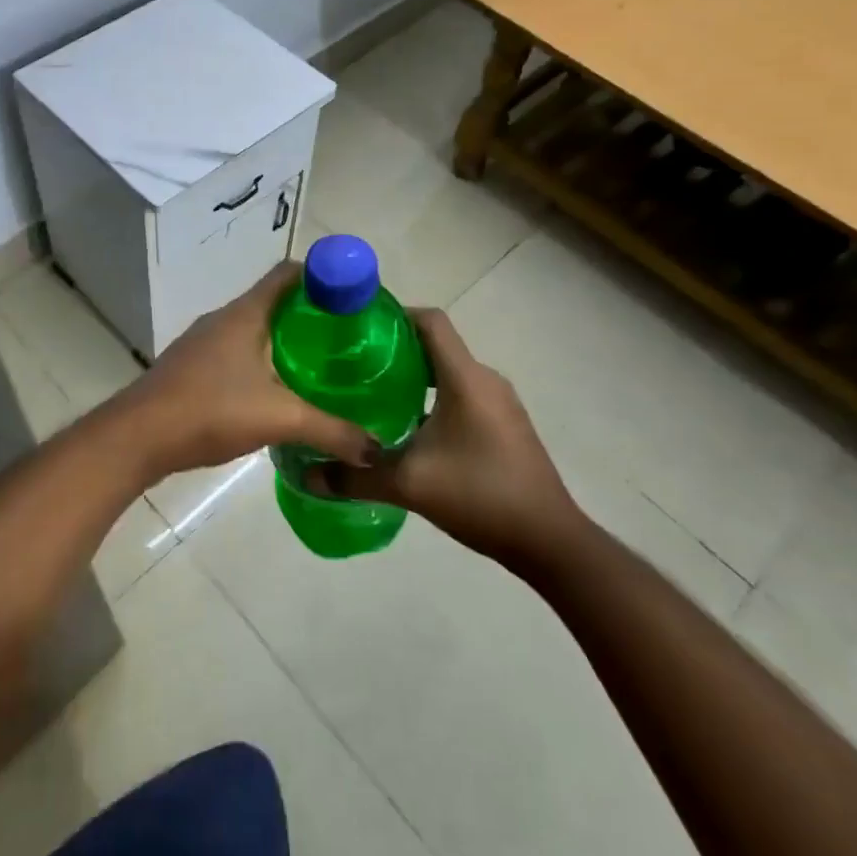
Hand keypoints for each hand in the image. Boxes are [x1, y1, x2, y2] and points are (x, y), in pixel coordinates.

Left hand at [117, 261, 376, 480]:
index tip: (352, 298)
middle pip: (274, 301)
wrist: (138, 436)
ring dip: (284, 341)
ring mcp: (203, 342)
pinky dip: (261, 362)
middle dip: (310, 316)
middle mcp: (223, 319)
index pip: (288, 274)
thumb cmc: (210, 410)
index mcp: (246, 314)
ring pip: (254, 329)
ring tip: (318, 367)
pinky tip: (276, 393)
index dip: (323, 277)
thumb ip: (331, 430)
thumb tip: (374, 448)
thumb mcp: (279, 419)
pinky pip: (236, 352)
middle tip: (345, 340)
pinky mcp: (192, 367)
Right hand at [314, 309, 583, 565]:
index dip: (394, 314)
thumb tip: (307, 475)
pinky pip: (462, 394)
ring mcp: (499, 403)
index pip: (430, 321)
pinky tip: (407, 427)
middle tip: (352, 365)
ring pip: (448, 372)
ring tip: (372, 394)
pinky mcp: (504, 424)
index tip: (357, 328)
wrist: (549, 541)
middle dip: (394, 350)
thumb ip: (355, 477)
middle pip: (436, 345)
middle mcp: (485, 380)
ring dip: (413, 377)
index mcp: (465, 378)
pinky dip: (431, 398)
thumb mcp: (409, 485)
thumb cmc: (481, 495)